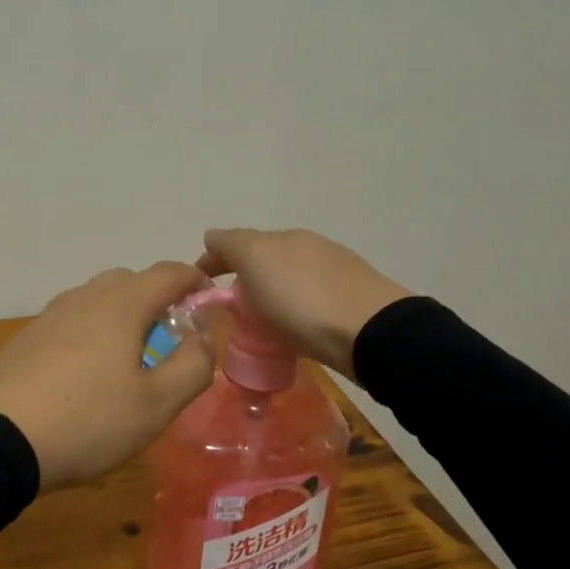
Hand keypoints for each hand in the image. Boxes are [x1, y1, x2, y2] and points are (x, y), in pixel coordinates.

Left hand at [0, 261, 217, 490]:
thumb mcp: (157, 404)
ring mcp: (51, 314)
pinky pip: (73, 320)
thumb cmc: (88, 420)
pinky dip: (93, 332)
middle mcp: (85, 296)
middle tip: (170, 342)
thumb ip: (193, 365)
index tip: (209, 303)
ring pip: (99, 300)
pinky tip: (88, 375)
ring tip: (129, 362)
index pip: (169, 272)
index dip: (195, 281)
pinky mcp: (28, 336)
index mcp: (121, 303)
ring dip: (123, 317)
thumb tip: (202, 337)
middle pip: (132, 281)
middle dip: (158, 301)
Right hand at [196, 228, 412, 378]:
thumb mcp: (255, 261)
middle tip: (229, 310)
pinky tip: (295, 329)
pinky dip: (295, 310)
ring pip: (289, 280)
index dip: (213, 261)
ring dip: (271, 295)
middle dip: (244, 278)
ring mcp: (334, 273)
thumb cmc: (302, 298)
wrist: (371, 332)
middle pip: (265, 260)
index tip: (198, 288)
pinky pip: (310, 302)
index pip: (236, 242)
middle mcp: (309, 247)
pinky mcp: (352, 302)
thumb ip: (230, 244)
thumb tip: (212, 236)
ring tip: (261, 325)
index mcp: (283, 236)